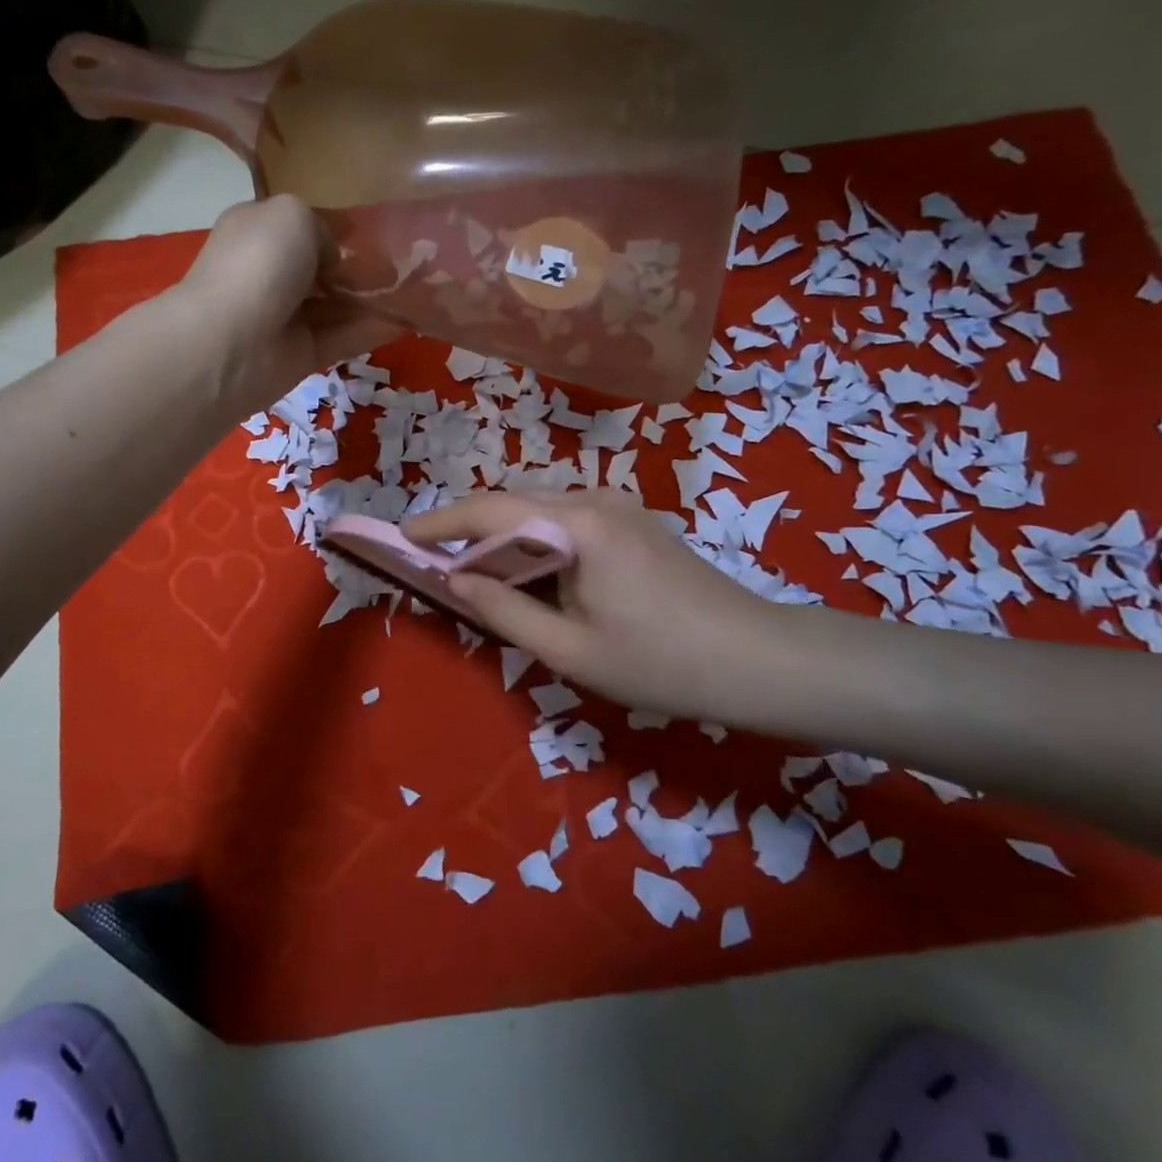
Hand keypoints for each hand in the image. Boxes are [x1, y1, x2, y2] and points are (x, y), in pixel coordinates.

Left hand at [166, 195, 401, 412]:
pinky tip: (406, 324)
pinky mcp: (301, 355)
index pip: (303, 226)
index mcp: (259, 231)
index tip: (380, 233)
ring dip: (373, 300)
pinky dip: (371, 331)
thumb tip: (333, 259)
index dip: (339, 230)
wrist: (230, 342)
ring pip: (336, 305)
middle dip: (361, 267)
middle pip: (323, 269)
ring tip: (417, 293)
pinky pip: (342, 338)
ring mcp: (285, 317)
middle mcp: (270, 272)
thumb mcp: (293, 214)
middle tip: (407, 266)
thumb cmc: (259, 264)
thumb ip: (321, 226)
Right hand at [402, 489, 793, 722]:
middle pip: (514, 503)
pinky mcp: (634, 520)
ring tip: (476, 572)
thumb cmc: (659, 662)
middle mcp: (595, 498)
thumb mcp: (568, 649)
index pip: (490, 511)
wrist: (758, 660)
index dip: (441, 523)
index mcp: (577, 524)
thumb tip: (455, 579)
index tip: (404, 536)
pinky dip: (536, 540)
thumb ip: (503, 609)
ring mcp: (619, 505)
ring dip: (504, 535)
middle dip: (470, 529)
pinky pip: (568, 520)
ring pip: (540, 510)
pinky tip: (531, 572)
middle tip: (436, 563)